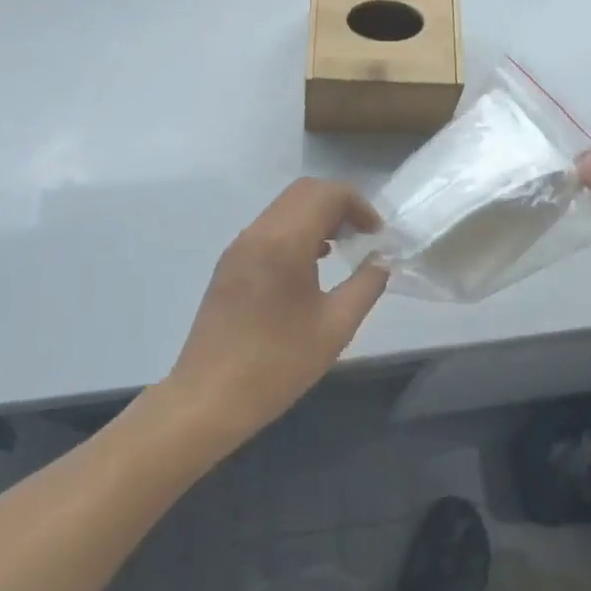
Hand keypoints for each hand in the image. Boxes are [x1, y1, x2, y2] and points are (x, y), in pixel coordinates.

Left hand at [167, 178, 389, 446]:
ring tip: (341, 249)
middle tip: (362, 235)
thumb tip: (382, 260)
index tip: (377, 234)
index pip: (327, 193)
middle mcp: (258, 232)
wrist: (208, 398)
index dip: (359, 204)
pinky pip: (268, 228)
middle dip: (338, 204)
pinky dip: (295, 230)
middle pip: (304, 192)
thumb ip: (366, 285)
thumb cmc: (277, 364)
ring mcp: (239, 246)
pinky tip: (309, 266)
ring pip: (284, 207)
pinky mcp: (229, 263)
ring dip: (316, 215)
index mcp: (285, 242)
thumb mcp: (335, 327)